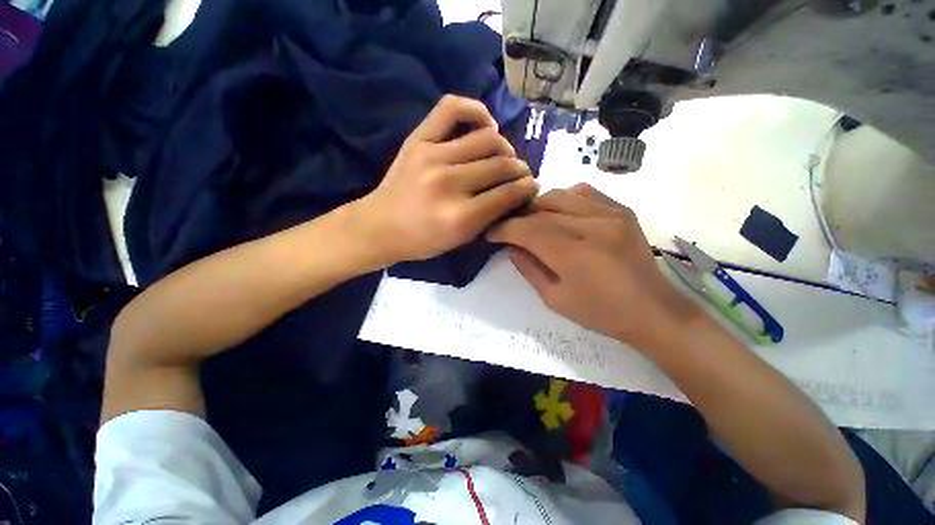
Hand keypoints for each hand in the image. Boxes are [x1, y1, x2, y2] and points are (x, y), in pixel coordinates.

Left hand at [352, 95, 538, 265]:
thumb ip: (490, 217)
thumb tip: (517, 193)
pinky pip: (453, 108)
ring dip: (505, 148)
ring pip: (487, 139)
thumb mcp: (460, 240)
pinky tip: (486, 125)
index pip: (508, 194)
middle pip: (501, 165)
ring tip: (504, 156)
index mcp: (460, 216)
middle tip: (521, 174)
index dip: (527, 189)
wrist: (380, 226)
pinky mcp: (418, 139)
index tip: (532, 187)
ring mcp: (432, 156)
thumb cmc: (422, 241)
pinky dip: (476, 110)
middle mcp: (449, 183)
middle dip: (520, 170)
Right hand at [488, 184, 701, 348]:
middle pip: (541, 210)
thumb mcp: (554, 299)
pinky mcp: (622, 210)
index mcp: (573, 255)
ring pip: (559, 195)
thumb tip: (511, 247)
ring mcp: (610, 214)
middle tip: (510, 230)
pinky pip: (584, 192)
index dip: (505, 229)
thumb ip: (528, 269)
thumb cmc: (600, 313)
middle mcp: (592, 226)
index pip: (527, 230)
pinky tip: (561, 214)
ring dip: (538, 207)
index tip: (491, 233)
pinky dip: (564, 199)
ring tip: (533, 221)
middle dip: (519, 219)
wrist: (653, 310)